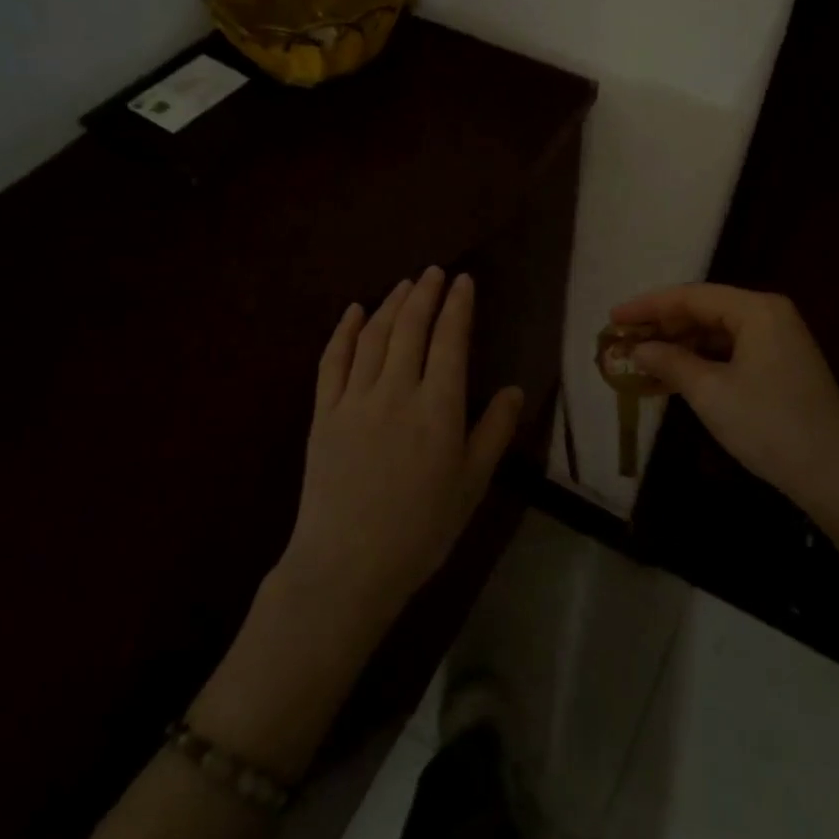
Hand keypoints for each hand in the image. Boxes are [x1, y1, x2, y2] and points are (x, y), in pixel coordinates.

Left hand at [280, 268, 523, 625]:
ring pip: (374, 337)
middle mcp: (396, 392)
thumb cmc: (421, 530)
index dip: (457, 306)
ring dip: (390, 304)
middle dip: (425, 294)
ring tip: (404, 284)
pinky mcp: (322, 414)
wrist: (347, 567)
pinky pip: (332, 361)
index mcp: (438, 408)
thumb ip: (494, 432)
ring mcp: (354, 400)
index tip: (464, 281)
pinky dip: (344, 331)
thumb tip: (515, 389)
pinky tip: (353, 311)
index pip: (450, 341)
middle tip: (434, 271)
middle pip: (411, 328)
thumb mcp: (472, 484)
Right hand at [610, 284, 838, 528]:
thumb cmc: (769, 425)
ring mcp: (778, 340)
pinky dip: (702, 362)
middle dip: (662, 327)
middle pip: (704, 310)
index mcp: (756, 310)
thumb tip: (636, 349)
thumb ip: (670, 362)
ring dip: (680, 346)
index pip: (691, 296)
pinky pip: (731, 352)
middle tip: (623, 341)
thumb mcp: (710, 393)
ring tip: (641, 360)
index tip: (613, 317)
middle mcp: (769, 315)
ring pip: (716, 333)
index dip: (648, 306)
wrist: (836, 475)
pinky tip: (674, 377)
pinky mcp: (781, 365)